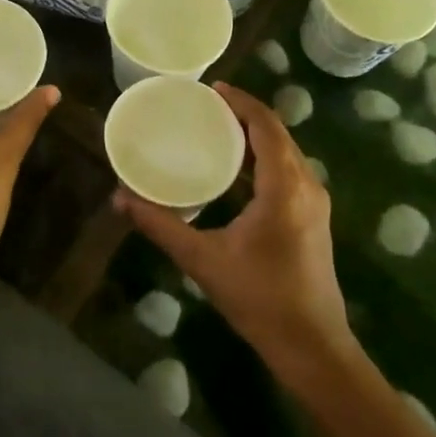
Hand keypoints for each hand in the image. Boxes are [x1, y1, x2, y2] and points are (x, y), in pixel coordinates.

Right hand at [115, 83, 354, 379]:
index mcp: (285, 187)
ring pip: (286, 152)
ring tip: (218, 128)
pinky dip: (265, 156)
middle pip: (278, 133)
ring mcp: (315, 202)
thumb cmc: (260, 299)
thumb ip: (161, 225)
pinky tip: (238, 168)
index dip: (241, 102)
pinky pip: (289, 170)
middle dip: (245, 113)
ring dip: (257, 134)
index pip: (266, 126)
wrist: (313, 347)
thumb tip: (121, 199)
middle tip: (207, 105)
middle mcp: (307, 185)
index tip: (211, 89)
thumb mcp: (203, 260)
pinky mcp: (314, 218)